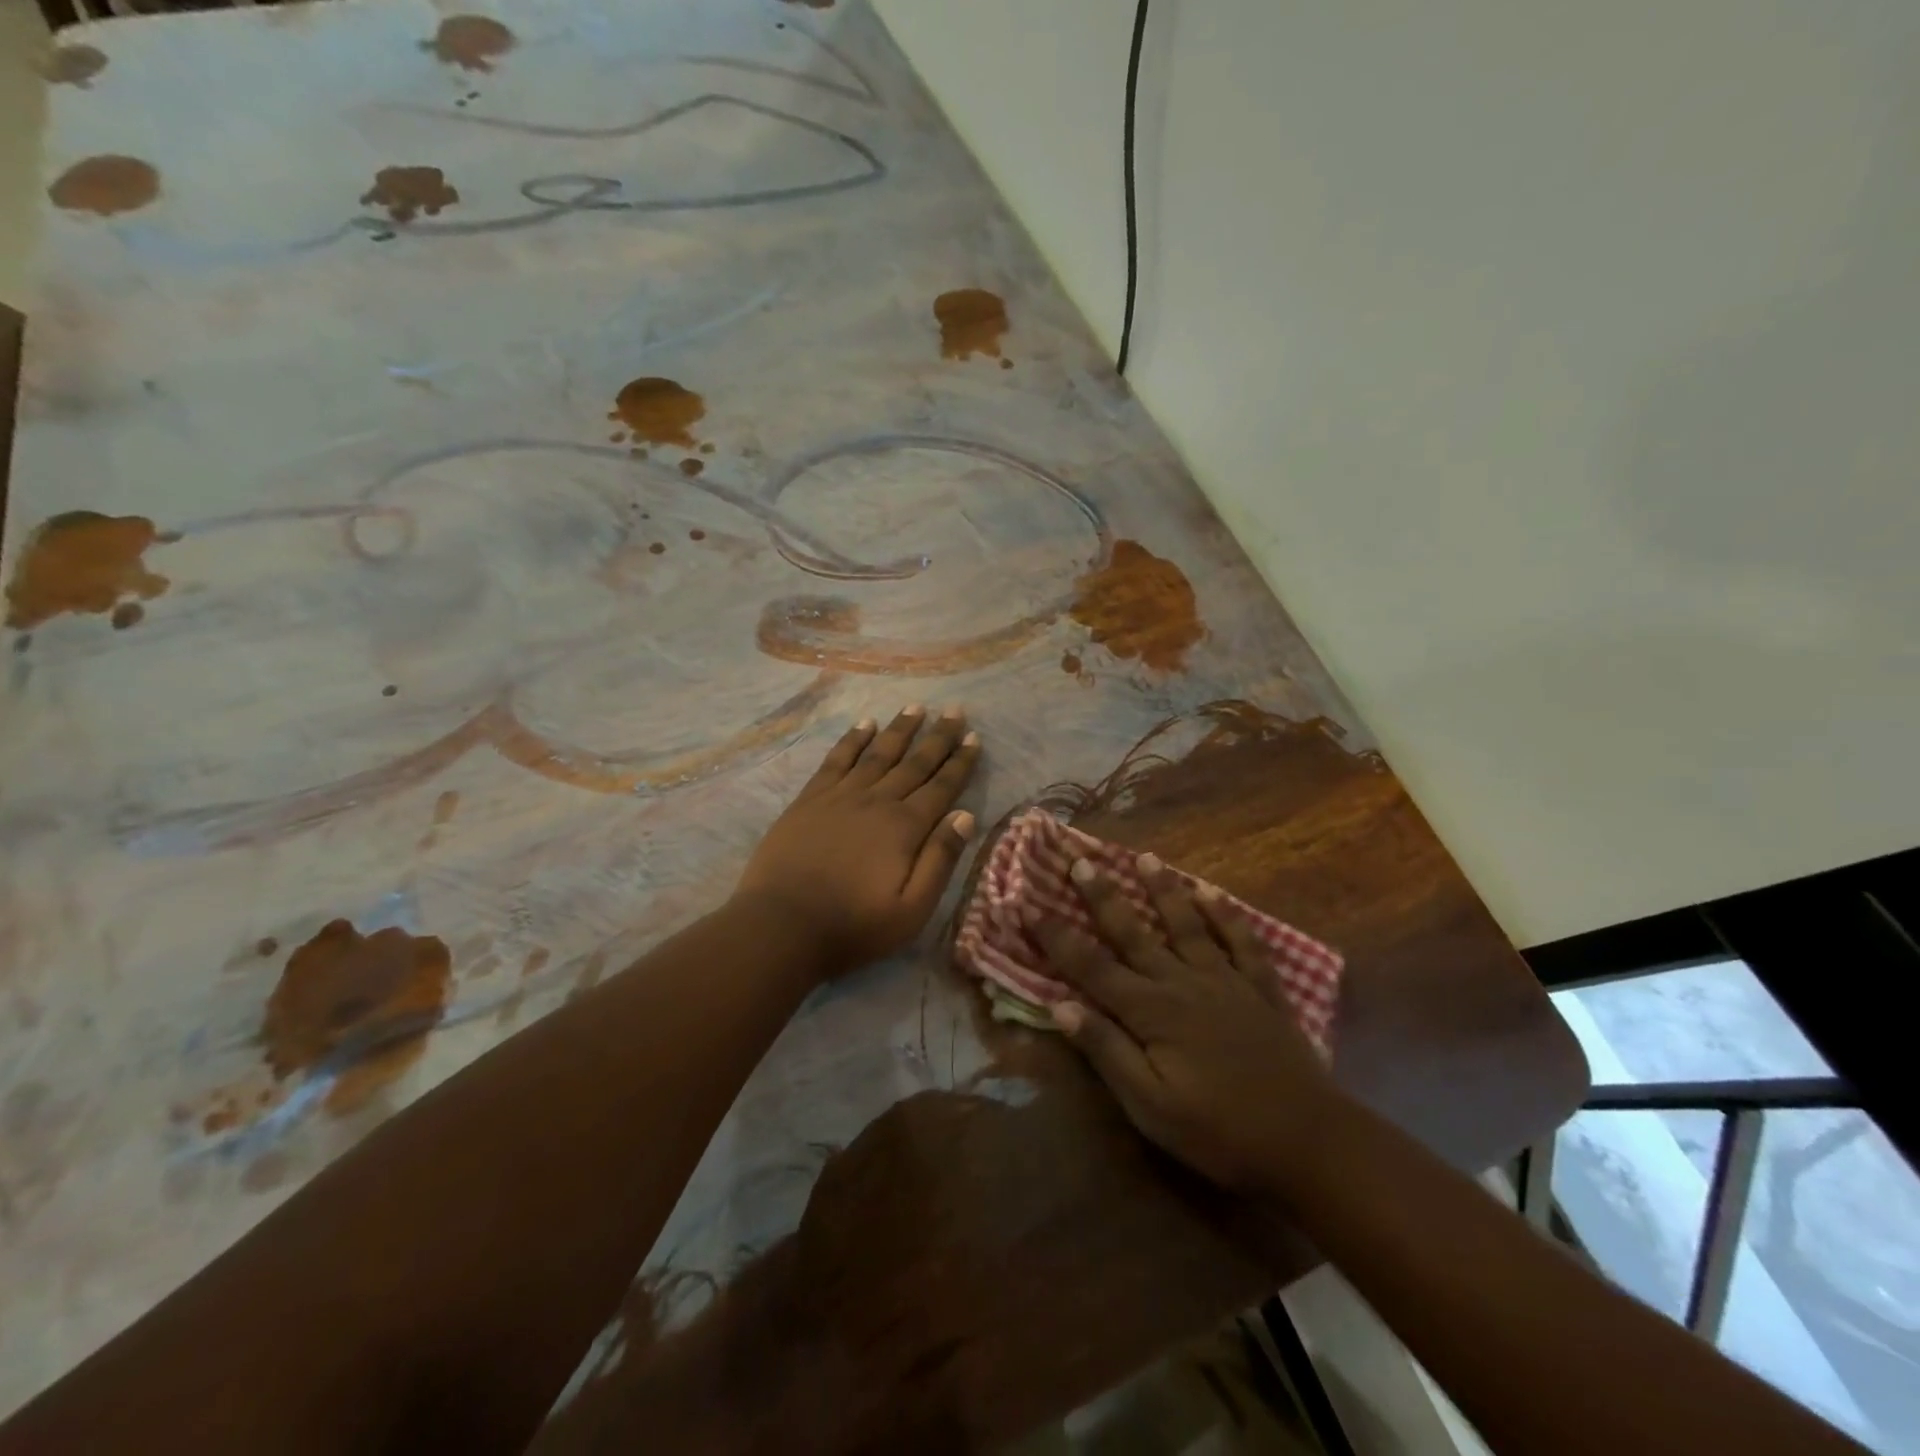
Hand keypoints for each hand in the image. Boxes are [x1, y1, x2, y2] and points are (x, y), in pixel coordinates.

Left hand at [735, 706, 980, 975]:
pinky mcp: (810, 800)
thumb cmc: (853, 927)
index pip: (941, 787)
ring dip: (899, 729)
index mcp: (905, 828)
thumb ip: (940, 860)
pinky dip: (853, 740)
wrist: (782, 927)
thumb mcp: (912, 910)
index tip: (973, 738)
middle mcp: (877, 802)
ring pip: (877, 754)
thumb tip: (965, 816)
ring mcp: (840, 797)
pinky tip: (864, 724)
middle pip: (914, 763)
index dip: (959, 762)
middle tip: (954, 710)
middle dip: (937, 736)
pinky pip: (836, 760)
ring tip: (916, 707)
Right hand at [1031, 857, 1339, 1193]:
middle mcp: (1182, 982)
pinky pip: (1241, 940)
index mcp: (1151, 1011)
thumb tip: (1059, 1005)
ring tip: (1145, 858)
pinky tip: (1212, 892)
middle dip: (1103, 896)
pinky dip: (1226, 914)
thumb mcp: (1150, 1105)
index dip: (1057, 936)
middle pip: (1134, 932)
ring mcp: (1225, 980)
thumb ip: (1107, 1050)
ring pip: (1187, 924)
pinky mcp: (1260, 988)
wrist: (1307, 1141)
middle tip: (1081, 860)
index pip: (1091, 966)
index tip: (1029, 905)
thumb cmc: (1219, 1131)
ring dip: (1163, 890)